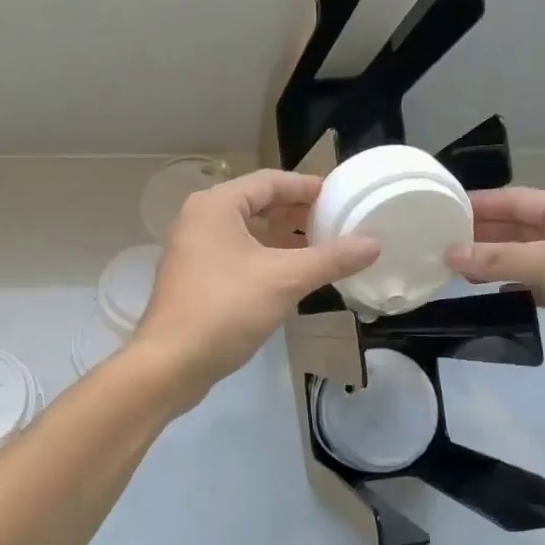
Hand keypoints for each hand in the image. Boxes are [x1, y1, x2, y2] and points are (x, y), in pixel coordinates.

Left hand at [133, 169, 379, 403]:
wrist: (170, 363)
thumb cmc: (225, 309)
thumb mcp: (285, 280)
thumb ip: (331, 258)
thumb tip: (374, 243)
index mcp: (216, 205)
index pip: (269, 181)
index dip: (307, 187)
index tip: (340, 196)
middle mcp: (200, 218)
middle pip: (257, 202)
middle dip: (296, 212)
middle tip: (334, 222)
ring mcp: (193, 248)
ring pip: (247, 230)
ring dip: (282, 236)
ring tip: (319, 247)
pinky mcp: (194, 276)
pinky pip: (236, 252)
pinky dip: (264, 256)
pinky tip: (290, 275)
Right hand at [448, 188, 544, 410]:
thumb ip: (503, 258)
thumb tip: (450, 254)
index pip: (518, 200)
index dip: (479, 204)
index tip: (438, 208)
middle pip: (518, 228)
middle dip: (480, 233)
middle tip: (434, 242)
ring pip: (523, 258)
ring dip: (490, 261)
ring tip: (448, 267)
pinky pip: (533, 285)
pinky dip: (508, 285)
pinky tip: (483, 291)